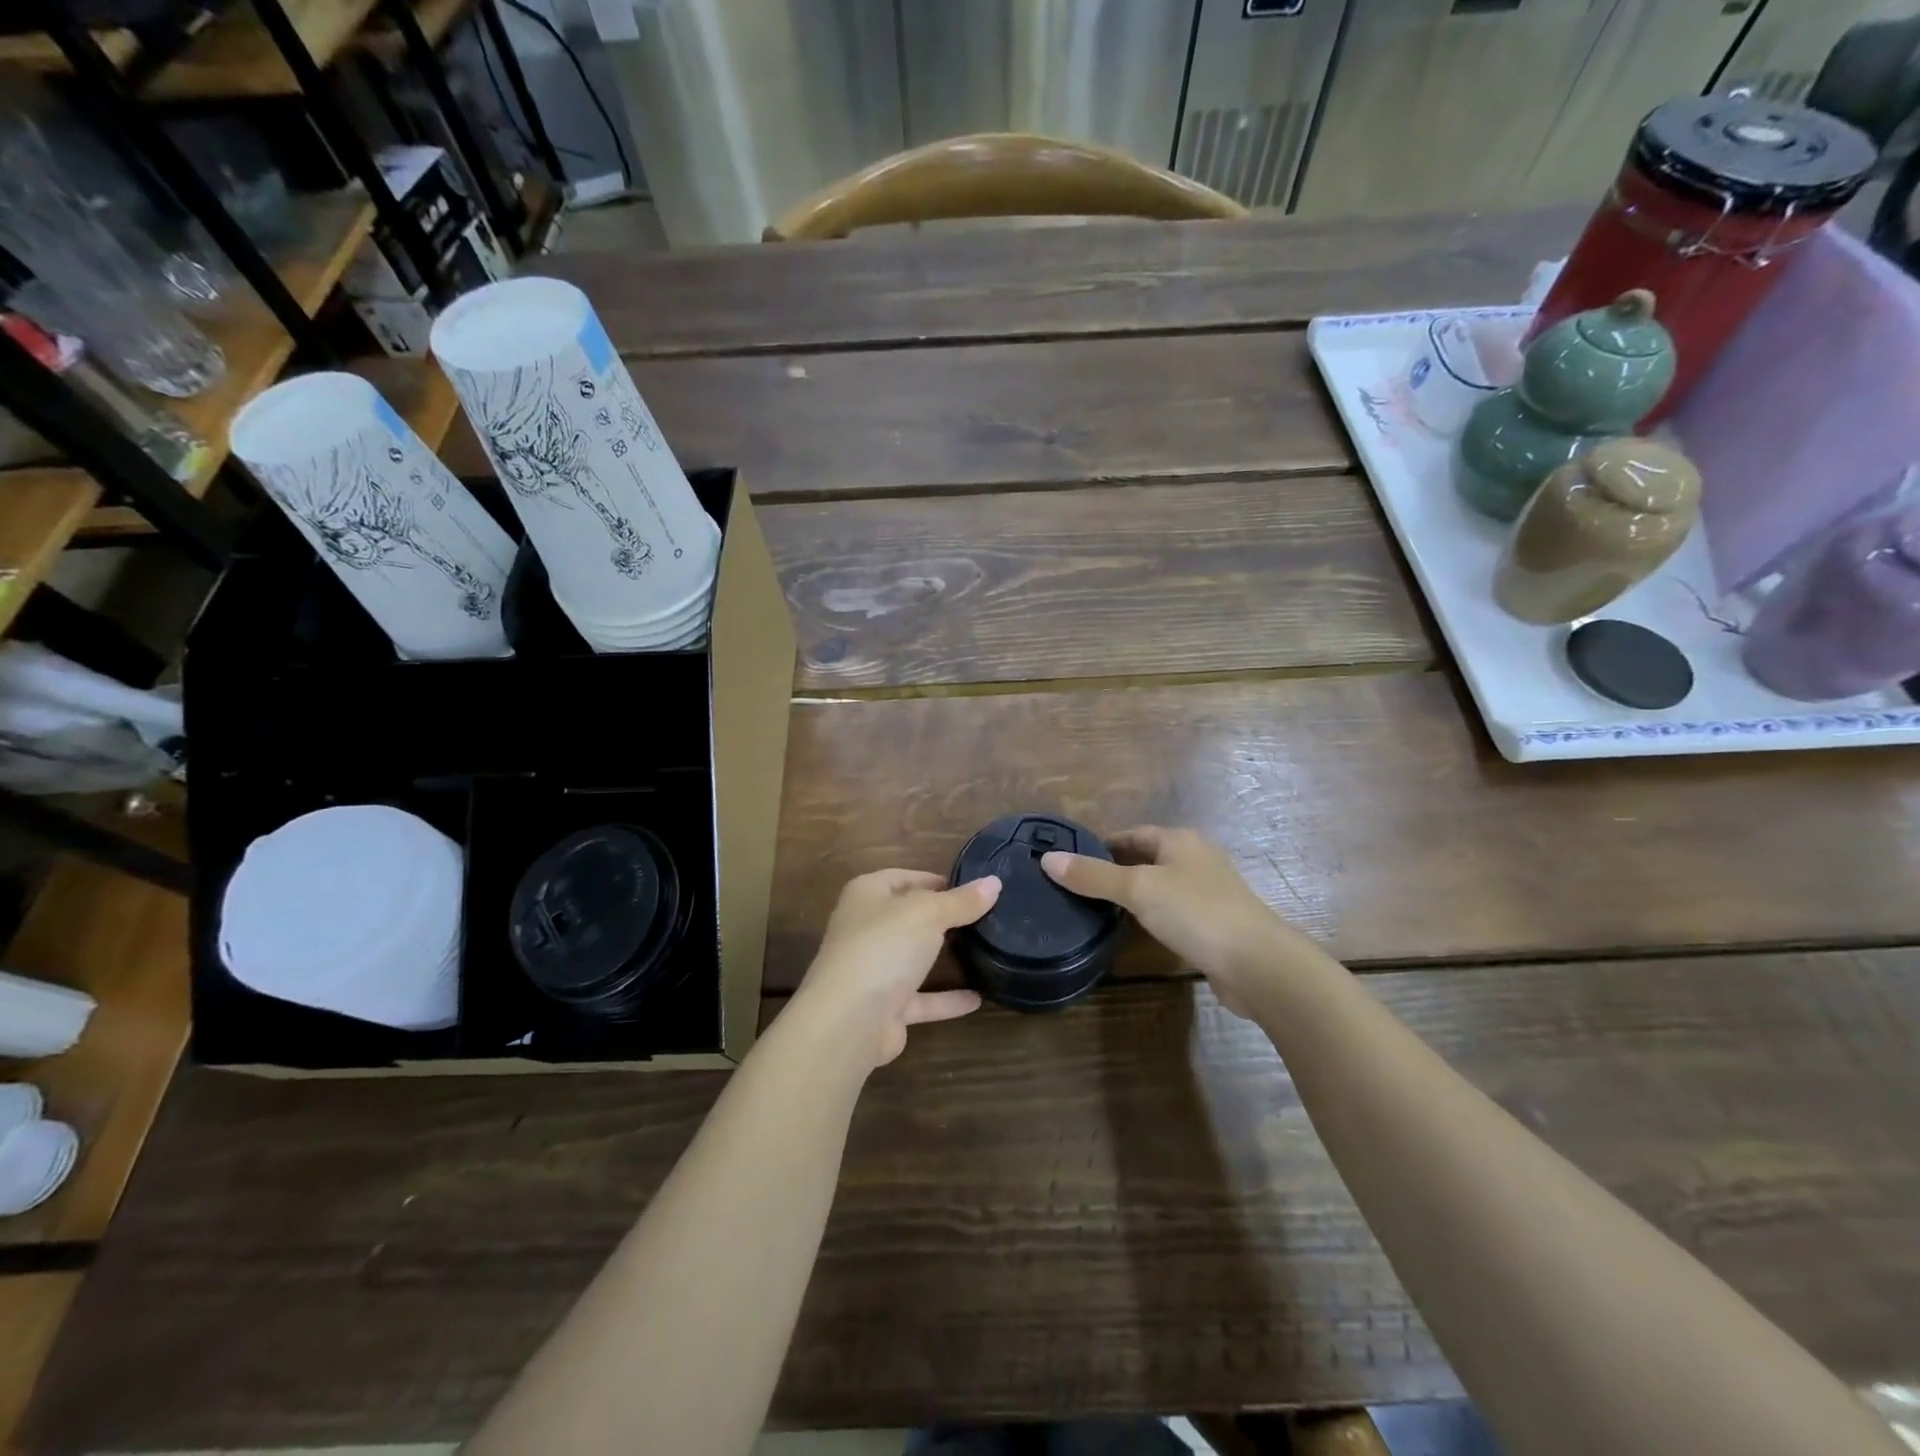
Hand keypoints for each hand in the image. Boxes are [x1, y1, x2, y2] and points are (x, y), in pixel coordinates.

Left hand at [793, 869, 999, 1067]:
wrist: (849, 1021)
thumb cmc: (884, 947)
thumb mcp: (928, 913)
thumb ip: (961, 901)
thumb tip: (994, 883)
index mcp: (867, 895)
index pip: (903, 878)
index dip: (934, 880)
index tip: (971, 887)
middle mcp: (865, 929)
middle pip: (908, 918)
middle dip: (941, 918)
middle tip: (984, 917)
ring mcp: (873, 970)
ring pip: (913, 958)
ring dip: (942, 958)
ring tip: (984, 951)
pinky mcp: (885, 1008)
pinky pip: (922, 999)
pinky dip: (947, 999)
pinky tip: (979, 997)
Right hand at [1041, 827, 1295, 1017]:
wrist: (1258, 964)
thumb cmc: (1196, 912)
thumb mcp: (1138, 889)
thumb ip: (1093, 876)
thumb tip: (1047, 859)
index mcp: (1180, 841)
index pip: (1133, 834)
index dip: (1103, 844)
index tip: (1073, 861)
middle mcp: (1196, 860)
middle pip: (1147, 859)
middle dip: (1116, 870)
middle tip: (1079, 887)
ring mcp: (1210, 893)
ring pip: (1162, 887)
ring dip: (1135, 896)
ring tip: (1099, 911)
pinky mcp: (1216, 925)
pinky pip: (1175, 913)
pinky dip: (1153, 918)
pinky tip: (1137, 933)